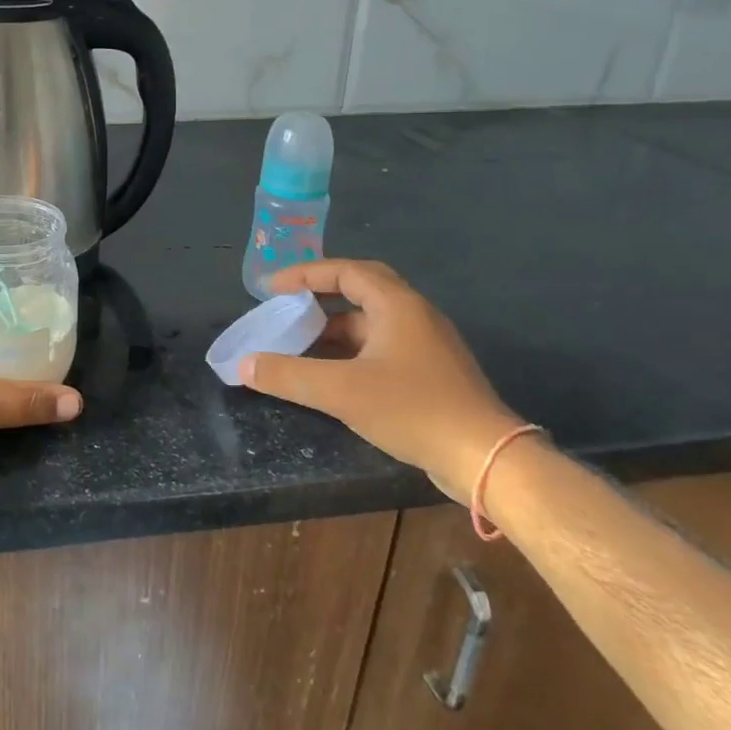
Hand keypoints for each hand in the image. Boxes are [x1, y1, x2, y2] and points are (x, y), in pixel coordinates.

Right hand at [240, 259, 529, 502]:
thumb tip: (243, 365)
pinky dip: (351, 351)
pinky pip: (382, 347)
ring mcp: (427, 345)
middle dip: (320, 295)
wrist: (487, 459)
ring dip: (334, 328)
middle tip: (287, 305)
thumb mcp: (341, 391)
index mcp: (397, 305)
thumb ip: (288, 376)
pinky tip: (332, 375)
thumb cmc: (413, 409)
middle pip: (361, 290)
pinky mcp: (432, 373)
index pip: (345, 271)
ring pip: (371, 323)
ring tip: (299, 343)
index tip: (272, 288)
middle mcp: (414, 315)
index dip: (305, 274)